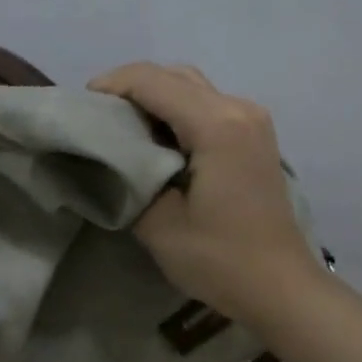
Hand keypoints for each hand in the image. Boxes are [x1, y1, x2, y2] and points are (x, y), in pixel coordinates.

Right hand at [89, 62, 324, 325]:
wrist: (280, 286)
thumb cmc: (220, 259)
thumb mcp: (159, 224)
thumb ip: (129, 178)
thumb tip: (112, 154)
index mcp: (217, 125)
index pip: (151, 81)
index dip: (110, 86)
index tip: (81, 108)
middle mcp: (239, 108)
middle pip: (173, 75)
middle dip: (130, 88)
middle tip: (98, 117)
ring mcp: (253, 119)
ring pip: (192, 85)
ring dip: (154, 96)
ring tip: (123, 126)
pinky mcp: (256, 134)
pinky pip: (208, 103)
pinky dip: (177, 110)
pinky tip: (158, 139)